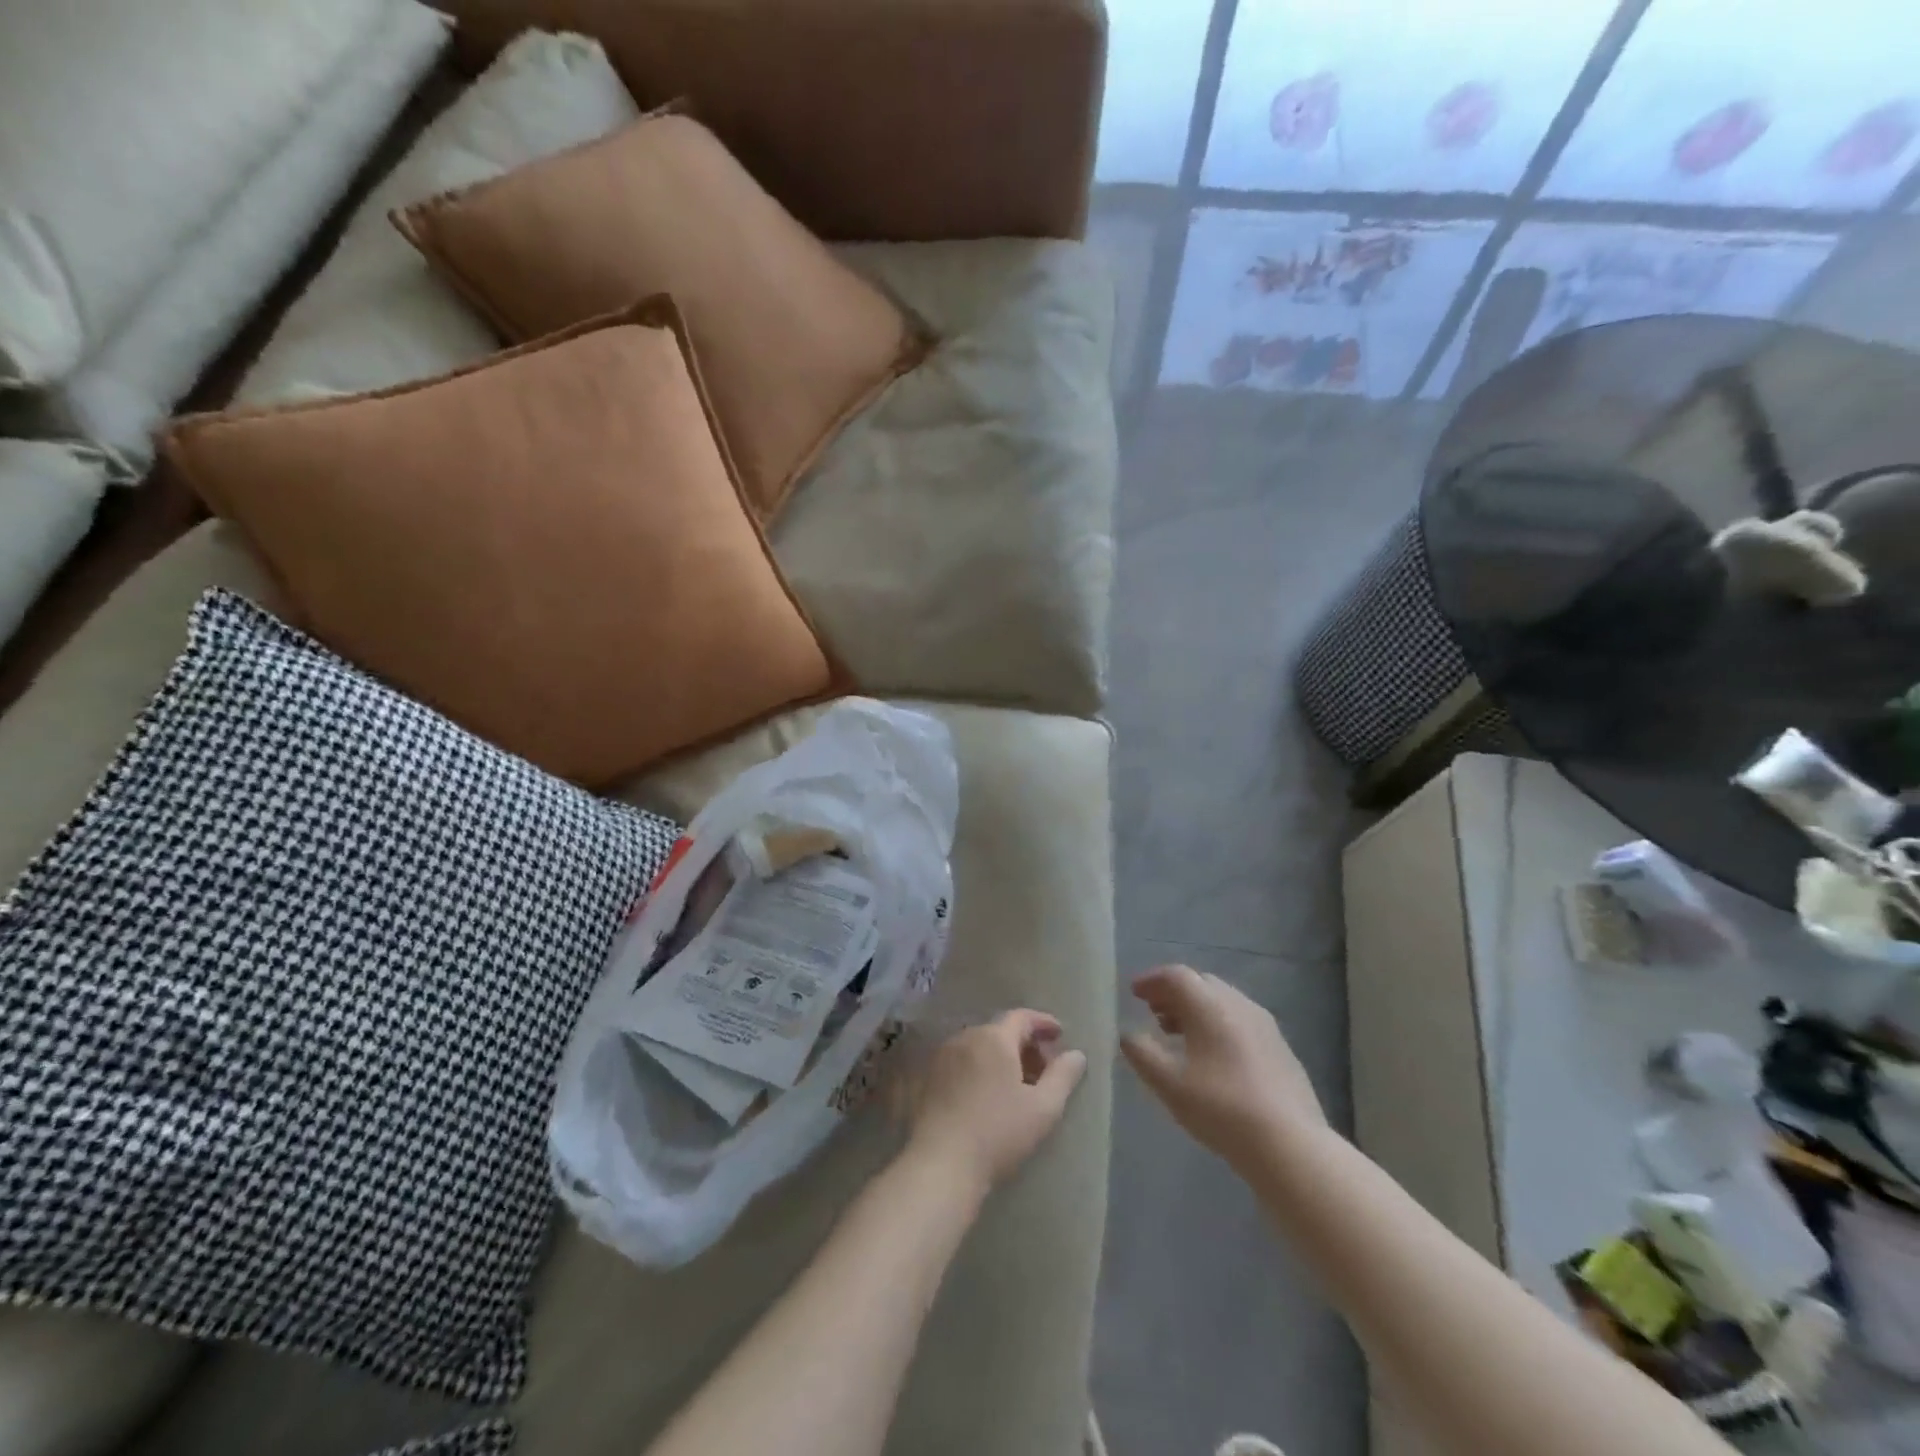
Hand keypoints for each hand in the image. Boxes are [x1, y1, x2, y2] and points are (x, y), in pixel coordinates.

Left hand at [907, 1010, 1087, 1195]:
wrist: (941, 1164)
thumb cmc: (998, 1133)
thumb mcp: (1043, 1108)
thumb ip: (1063, 1077)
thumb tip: (1076, 1054)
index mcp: (994, 1038)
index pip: (1022, 1017)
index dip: (1043, 1023)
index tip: (1060, 1035)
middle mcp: (965, 1037)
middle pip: (1000, 1031)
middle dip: (1024, 1044)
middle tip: (1043, 1068)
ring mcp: (943, 1057)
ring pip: (979, 1046)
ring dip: (1001, 1057)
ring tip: (1017, 1084)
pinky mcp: (928, 1078)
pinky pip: (962, 1062)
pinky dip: (980, 1068)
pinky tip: (988, 1095)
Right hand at [1121, 964, 1325, 1166]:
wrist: (1290, 1145)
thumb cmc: (1221, 1108)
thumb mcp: (1169, 1084)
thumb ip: (1142, 1054)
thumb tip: (1127, 1034)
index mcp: (1210, 1005)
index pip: (1176, 976)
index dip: (1151, 980)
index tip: (1133, 992)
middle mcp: (1239, 1004)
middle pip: (1201, 984)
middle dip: (1173, 993)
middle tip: (1153, 1012)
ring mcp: (1264, 1025)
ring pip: (1223, 1002)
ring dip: (1196, 1010)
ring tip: (1177, 1034)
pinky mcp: (1280, 1048)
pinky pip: (1240, 1021)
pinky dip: (1218, 1025)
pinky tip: (1212, 1056)